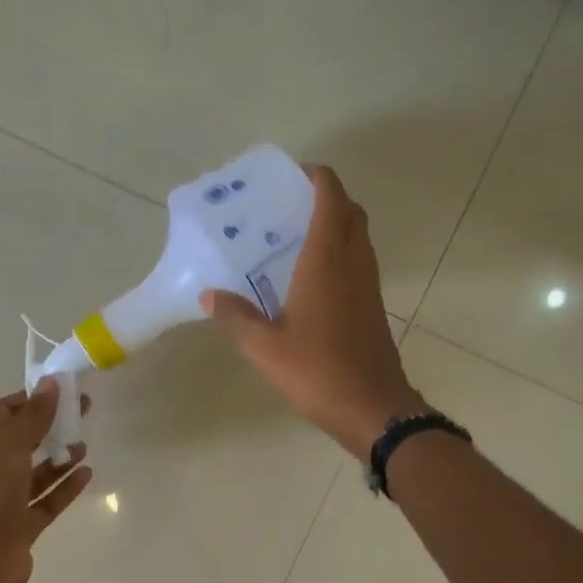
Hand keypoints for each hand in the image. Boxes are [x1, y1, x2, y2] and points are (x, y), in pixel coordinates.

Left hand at [0, 380, 92, 582]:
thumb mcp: (10, 444)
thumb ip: (33, 415)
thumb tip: (50, 383)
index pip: (3, 414)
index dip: (31, 401)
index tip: (61, 392)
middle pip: (22, 443)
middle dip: (49, 427)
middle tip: (82, 414)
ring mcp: (4, 502)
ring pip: (36, 475)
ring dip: (59, 459)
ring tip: (84, 445)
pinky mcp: (21, 527)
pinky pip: (47, 502)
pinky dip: (65, 488)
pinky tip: (86, 474)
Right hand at [202, 165, 424, 457]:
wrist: (373, 407)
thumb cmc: (316, 371)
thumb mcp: (264, 347)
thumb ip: (236, 316)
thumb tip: (208, 296)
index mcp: (326, 261)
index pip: (331, 199)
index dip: (317, 178)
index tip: (294, 175)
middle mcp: (353, 264)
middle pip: (351, 212)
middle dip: (328, 198)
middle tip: (292, 206)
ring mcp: (368, 286)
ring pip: (359, 238)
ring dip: (338, 225)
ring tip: (299, 237)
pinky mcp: (374, 307)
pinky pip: (360, 263)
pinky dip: (342, 253)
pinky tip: (313, 278)